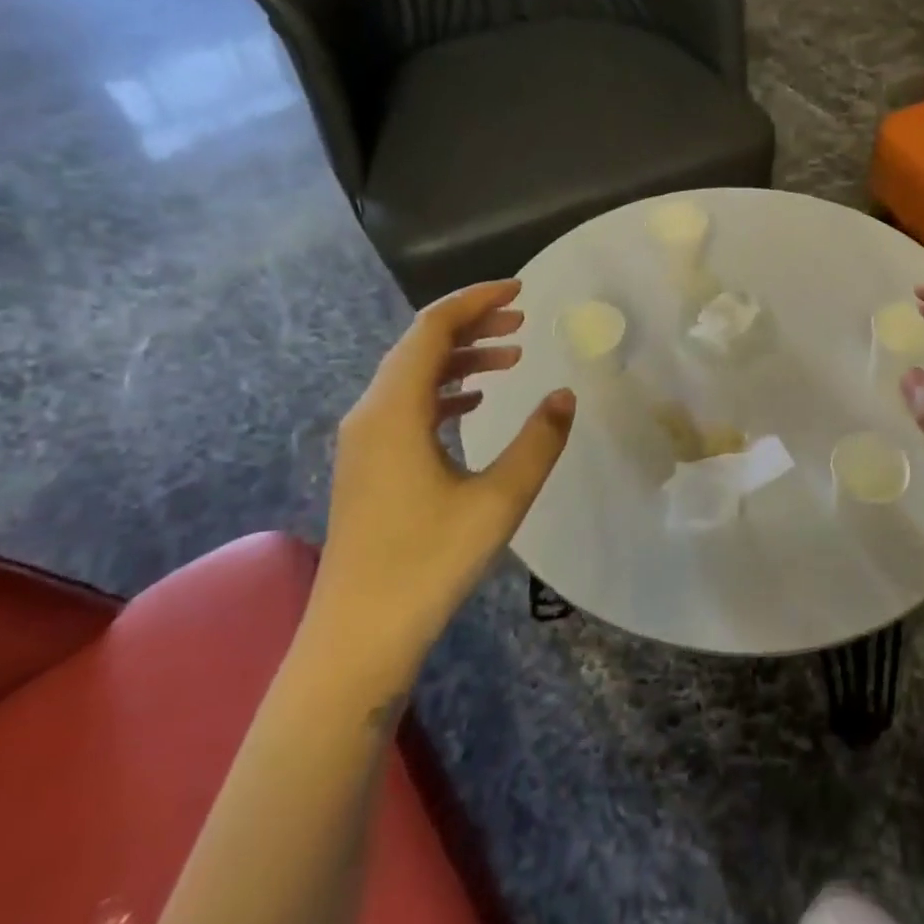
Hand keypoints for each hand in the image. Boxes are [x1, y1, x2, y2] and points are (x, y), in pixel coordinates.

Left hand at [309, 280, 574, 679]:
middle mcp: (370, 414)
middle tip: (522, 320)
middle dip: (471, 324)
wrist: (359, 634)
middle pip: (419, 346)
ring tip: (510, 357)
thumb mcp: (499, 499)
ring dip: (460, 358)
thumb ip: (538, 441)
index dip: (475, 300)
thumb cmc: (429, 561)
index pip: (432, 329)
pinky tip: (474, 404)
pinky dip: (444, 391)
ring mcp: (364, 441)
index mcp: (395, 410)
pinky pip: (407, 406)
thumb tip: (564, 395)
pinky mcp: (369, 466)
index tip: (520, 290)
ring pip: (412, 376)